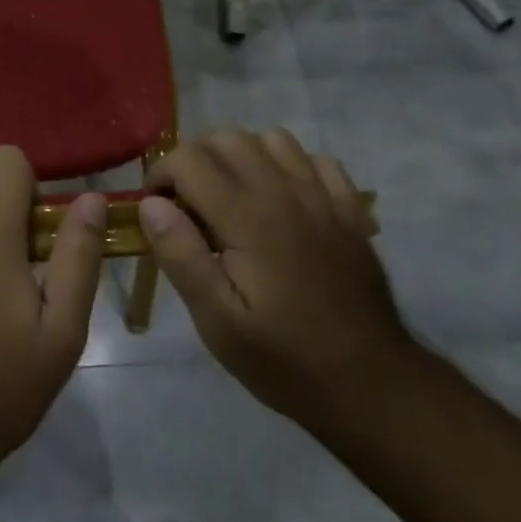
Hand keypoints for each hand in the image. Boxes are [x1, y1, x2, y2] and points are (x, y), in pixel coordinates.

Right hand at [140, 127, 416, 428]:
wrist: (371, 384)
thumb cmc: (284, 358)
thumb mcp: (217, 321)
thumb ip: (180, 255)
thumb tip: (149, 204)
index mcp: (246, 216)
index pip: (188, 158)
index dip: (160, 175)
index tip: (157, 210)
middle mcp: (283, 191)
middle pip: (226, 136)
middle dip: (195, 159)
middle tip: (188, 204)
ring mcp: (322, 195)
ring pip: (270, 138)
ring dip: (241, 156)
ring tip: (232, 197)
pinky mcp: (349, 208)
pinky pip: (314, 158)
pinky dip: (288, 166)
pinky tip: (281, 201)